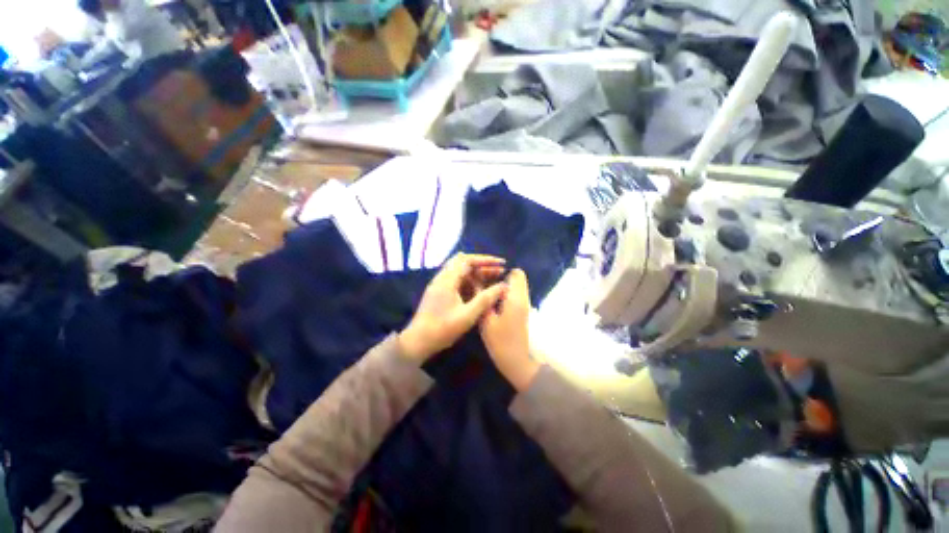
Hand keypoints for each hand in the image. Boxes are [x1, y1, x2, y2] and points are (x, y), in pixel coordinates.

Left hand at [398, 254, 506, 362]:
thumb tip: (503, 286)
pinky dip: (470, 282)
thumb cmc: (442, 329)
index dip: (486, 260)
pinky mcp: (440, 292)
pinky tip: (480, 290)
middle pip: (464, 263)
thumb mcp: (467, 315)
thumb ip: (485, 299)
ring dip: (477, 274)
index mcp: (447, 280)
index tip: (502, 263)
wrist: (417, 342)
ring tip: (494, 279)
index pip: (468, 260)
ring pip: (461, 272)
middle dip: (483, 265)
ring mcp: (440, 285)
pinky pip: (457, 281)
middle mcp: (442, 278)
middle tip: (499, 272)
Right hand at [479, 269, 539, 391]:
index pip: (517, 273)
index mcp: (516, 298)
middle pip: (517, 278)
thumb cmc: (500, 341)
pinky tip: (494, 302)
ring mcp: (524, 305)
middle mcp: (523, 298)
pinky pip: (516, 295)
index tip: (487, 275)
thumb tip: (476, 281)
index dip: (502, 271)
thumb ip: (482, 297)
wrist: (516, 361)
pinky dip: (507, 293)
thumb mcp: (486, 319)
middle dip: (502, 276)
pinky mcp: (522, 312)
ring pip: (517, 286)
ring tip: (487, 292)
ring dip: (504, 285)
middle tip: (485, 284)